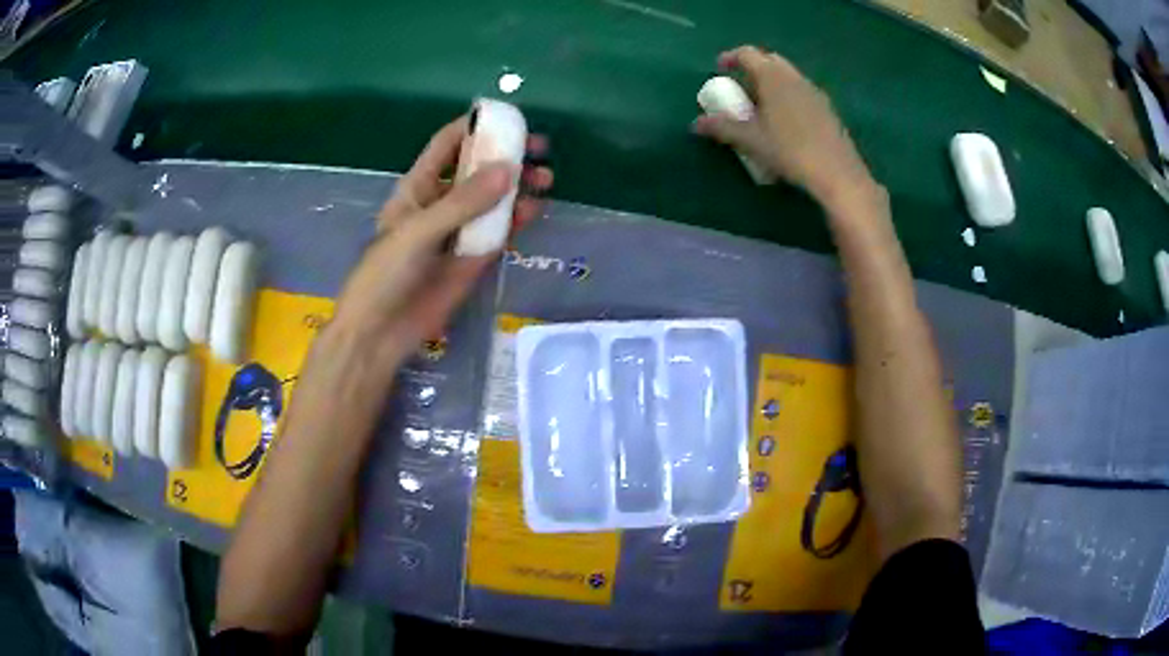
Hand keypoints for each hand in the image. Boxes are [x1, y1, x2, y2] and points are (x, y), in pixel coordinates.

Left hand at [329, 115, 552, 365]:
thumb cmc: (385, 274)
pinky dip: (517, 219)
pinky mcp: (473, 258)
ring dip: (518, 187)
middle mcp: (440, 203)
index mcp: (418, 187)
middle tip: (539, 150)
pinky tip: (535, 209)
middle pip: (477, 169)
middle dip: (506, 157)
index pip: (447, 145)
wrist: (380, 333)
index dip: (474, 127)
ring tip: (546, 178)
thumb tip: (508, 169)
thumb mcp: (419, 231)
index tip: (509, 119)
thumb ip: (463, 202)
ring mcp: (458, 231)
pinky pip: (499, 232)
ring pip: (493, 200)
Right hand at [693, 46, 875, 204]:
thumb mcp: (750, 140)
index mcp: (773, 77)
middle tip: (741, 87)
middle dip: (753, 68)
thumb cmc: (790, 151)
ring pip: (788, 76)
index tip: (720, 68)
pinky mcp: (827, 109)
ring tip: (761, 105)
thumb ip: (722, 127)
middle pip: (770, 60)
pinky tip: (785, 121)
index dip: (731, 58)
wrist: (837, 174)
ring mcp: (814, 92)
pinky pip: (801, 92)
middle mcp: (795, 77)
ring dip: (771, 82)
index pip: (748, 54)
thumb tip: (696, 123)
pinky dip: (787, 96)